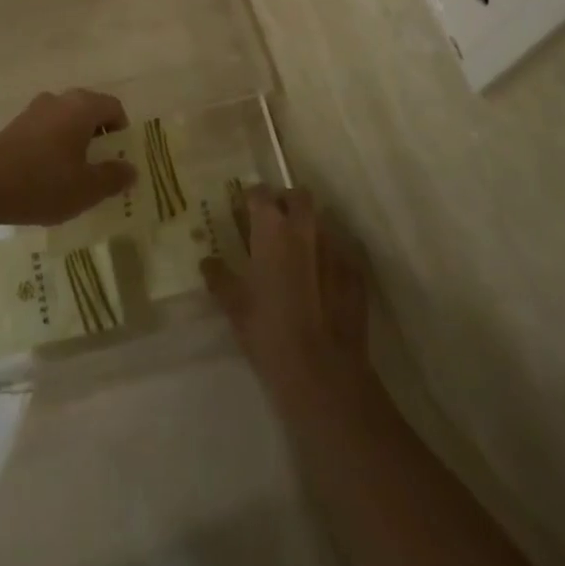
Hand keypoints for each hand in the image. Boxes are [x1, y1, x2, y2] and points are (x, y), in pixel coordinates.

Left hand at [0, 90, 133, 228]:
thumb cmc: (43, 183)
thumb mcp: (87, 188)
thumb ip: (113, 177)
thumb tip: (130, 169)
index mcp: (82, 106)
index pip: (114, 107)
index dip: (122, 132)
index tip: (119, 160)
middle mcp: (59, 100)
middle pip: (89, 112)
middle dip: (99, 139)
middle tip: (100, 170)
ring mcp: (34, 111)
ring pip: (66, 122)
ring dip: (75, 144)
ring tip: (74, 177)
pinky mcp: (15, 127)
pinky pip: (46, 132)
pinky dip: (54, 148)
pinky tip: (47, 178)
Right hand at [203, 188, 373, 414]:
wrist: (323, 372)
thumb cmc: (269, 331)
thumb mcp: (234, 305)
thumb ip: (219, 277)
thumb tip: (208, 261)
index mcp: (272, 229)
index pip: (260, 193)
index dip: (251, 198)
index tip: (244, 209)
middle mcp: (305, 228)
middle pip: (298, 196)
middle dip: (286, 202)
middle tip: (273, 224)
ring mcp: (336, 248)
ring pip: (321, 221)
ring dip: (309, 229)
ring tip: (298, 254)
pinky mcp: (357, 272)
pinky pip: (341, 250)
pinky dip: (329, 256)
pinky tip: (322, 280)